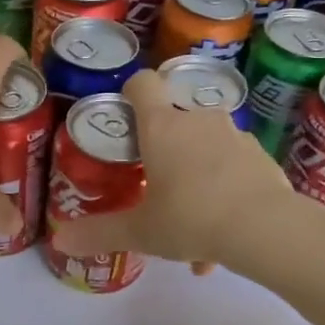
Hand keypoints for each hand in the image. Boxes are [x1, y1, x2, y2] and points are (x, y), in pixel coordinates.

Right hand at [51, 68, 291, 267]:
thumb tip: (59, 240)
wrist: (266, 229)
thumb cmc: (191, 218)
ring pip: (205, 149)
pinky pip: (233, 168)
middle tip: (155, 188)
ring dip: (195, 177)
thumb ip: (99, 233)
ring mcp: (234, 134)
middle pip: (174, 119)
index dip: (130, 93)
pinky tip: (222, 237)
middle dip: (164, 150)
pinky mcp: (260, 155)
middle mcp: (198, 119)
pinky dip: (224, 192)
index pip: (142, 84)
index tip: (125, 118)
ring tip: (191, 229)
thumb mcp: (140, 231)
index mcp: (162, 126)